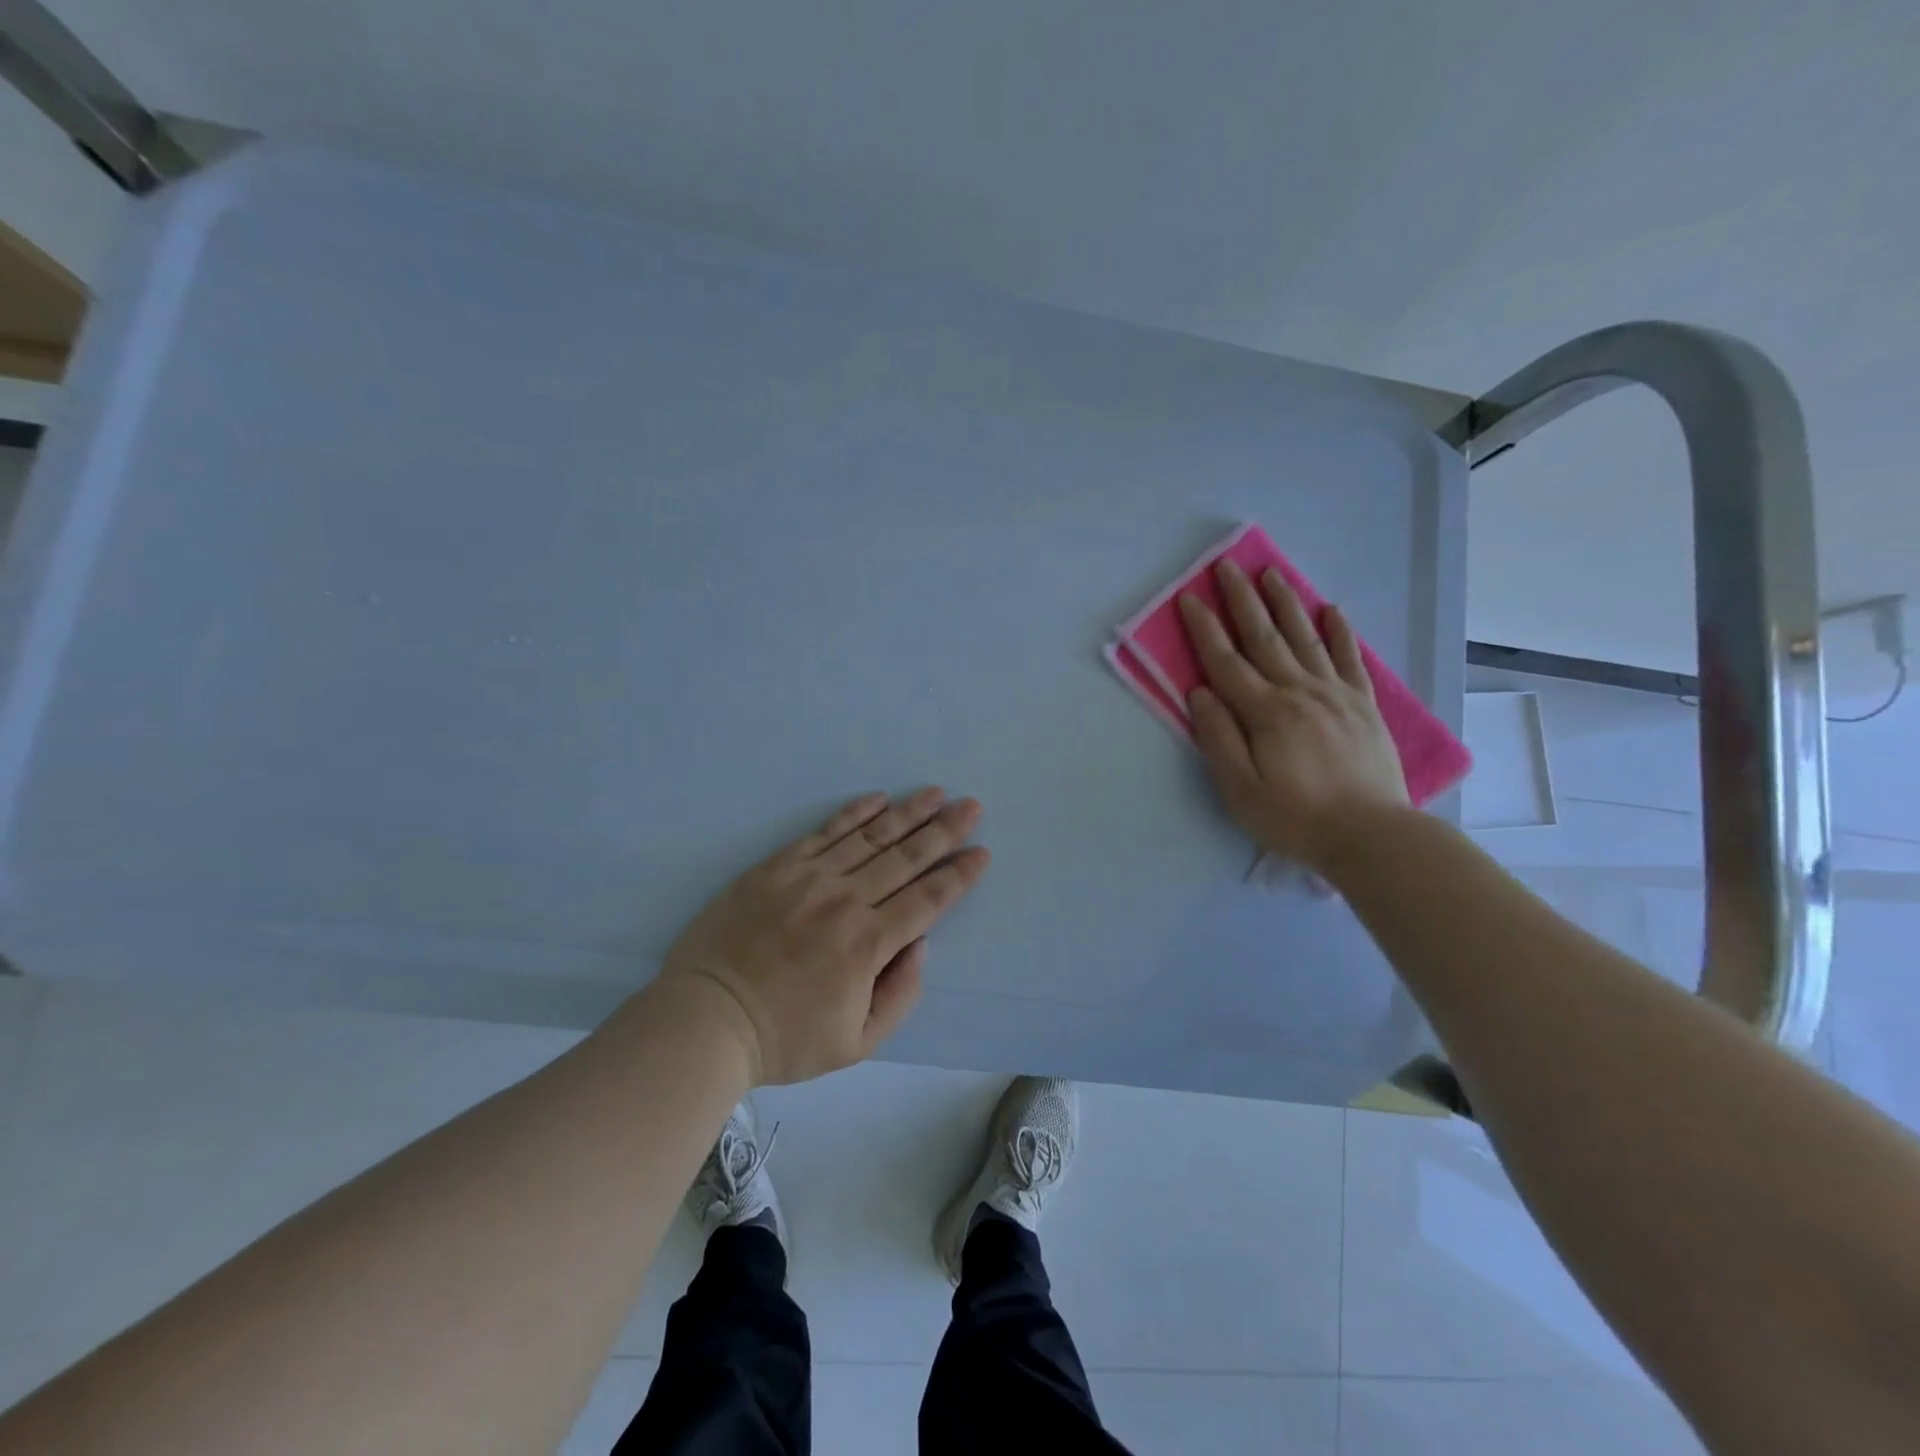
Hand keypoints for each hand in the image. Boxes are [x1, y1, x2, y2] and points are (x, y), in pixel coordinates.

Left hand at [657, 790, 989, 1083]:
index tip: (981, 852)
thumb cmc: (785, 1037)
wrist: (706, 1018)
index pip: (928, 900)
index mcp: (868, 945)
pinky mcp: (777, 866)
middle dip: (944, 831)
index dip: (958, 875)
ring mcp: (809, 878)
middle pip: (906, 858)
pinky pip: (824, 831)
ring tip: (936, 793)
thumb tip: (920, 943)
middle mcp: (846, 901)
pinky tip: (878, 798)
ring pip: (870, 837)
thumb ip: (901, 994)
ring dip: (908, 813)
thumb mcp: (857, 1043)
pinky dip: (854, 813)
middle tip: (972, 807)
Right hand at [1178, 559, 1408, 868]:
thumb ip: (1219, 739)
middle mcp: (1299, 692)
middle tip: (1227, 566)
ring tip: (1271, 573)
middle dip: (1242, 600)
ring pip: (1305, 638)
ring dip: (1286, 603)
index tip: (1189, 598)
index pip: (1225, 662)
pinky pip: (1350, 658)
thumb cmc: (1295, 818)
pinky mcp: (1363, 705)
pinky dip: (1340, 632)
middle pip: (1264, 638)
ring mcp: (1335, 695)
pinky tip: (1332, 610)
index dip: (1204, 629)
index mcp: (1266, 713)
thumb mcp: (1240, 790)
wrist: (1372, 836)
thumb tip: (1200, 693)